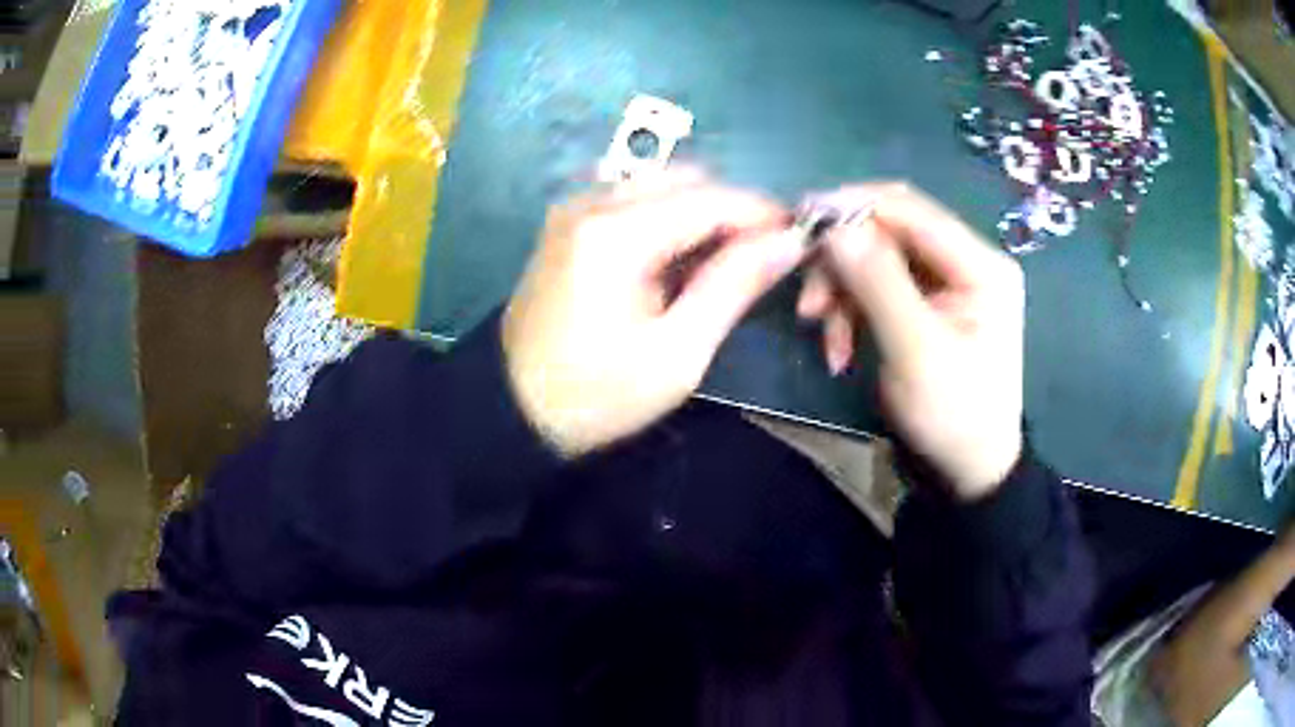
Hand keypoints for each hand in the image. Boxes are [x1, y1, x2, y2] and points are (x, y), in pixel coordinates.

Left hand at [503, 171, 806, 456]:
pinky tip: (676, 263)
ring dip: (701, 214)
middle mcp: (593, 202)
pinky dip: (668, 220)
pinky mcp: (567, 225)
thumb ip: (732, 286)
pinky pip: (633, 201)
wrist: (509, 412)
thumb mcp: (676, 354)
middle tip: (760, 261)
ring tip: (722, 266)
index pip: (713, 198)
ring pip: (660, 186)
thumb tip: (787, 242)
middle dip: (733, 212)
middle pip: (687, 180)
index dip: (764, 215)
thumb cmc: (594, 396)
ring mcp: (574, 210)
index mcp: (617, 233)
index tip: (799, 242)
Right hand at [797, 184, 1024, 499]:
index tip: (800, 221)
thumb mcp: (916, 351)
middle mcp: (965, 260)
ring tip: (822, 333)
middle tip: (808, 301)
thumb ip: (879, 283)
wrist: (968, 470)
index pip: (910, 208)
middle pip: (890, 231)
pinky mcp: (927, 302)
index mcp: (980, 265)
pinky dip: (851, 310)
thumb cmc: (953, 416)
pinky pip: (876, 286)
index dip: (853, 206)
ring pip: (876, 259)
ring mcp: (947, 282)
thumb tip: (834, 223)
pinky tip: (839, 346)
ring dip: (842, 290)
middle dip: (843, 260)